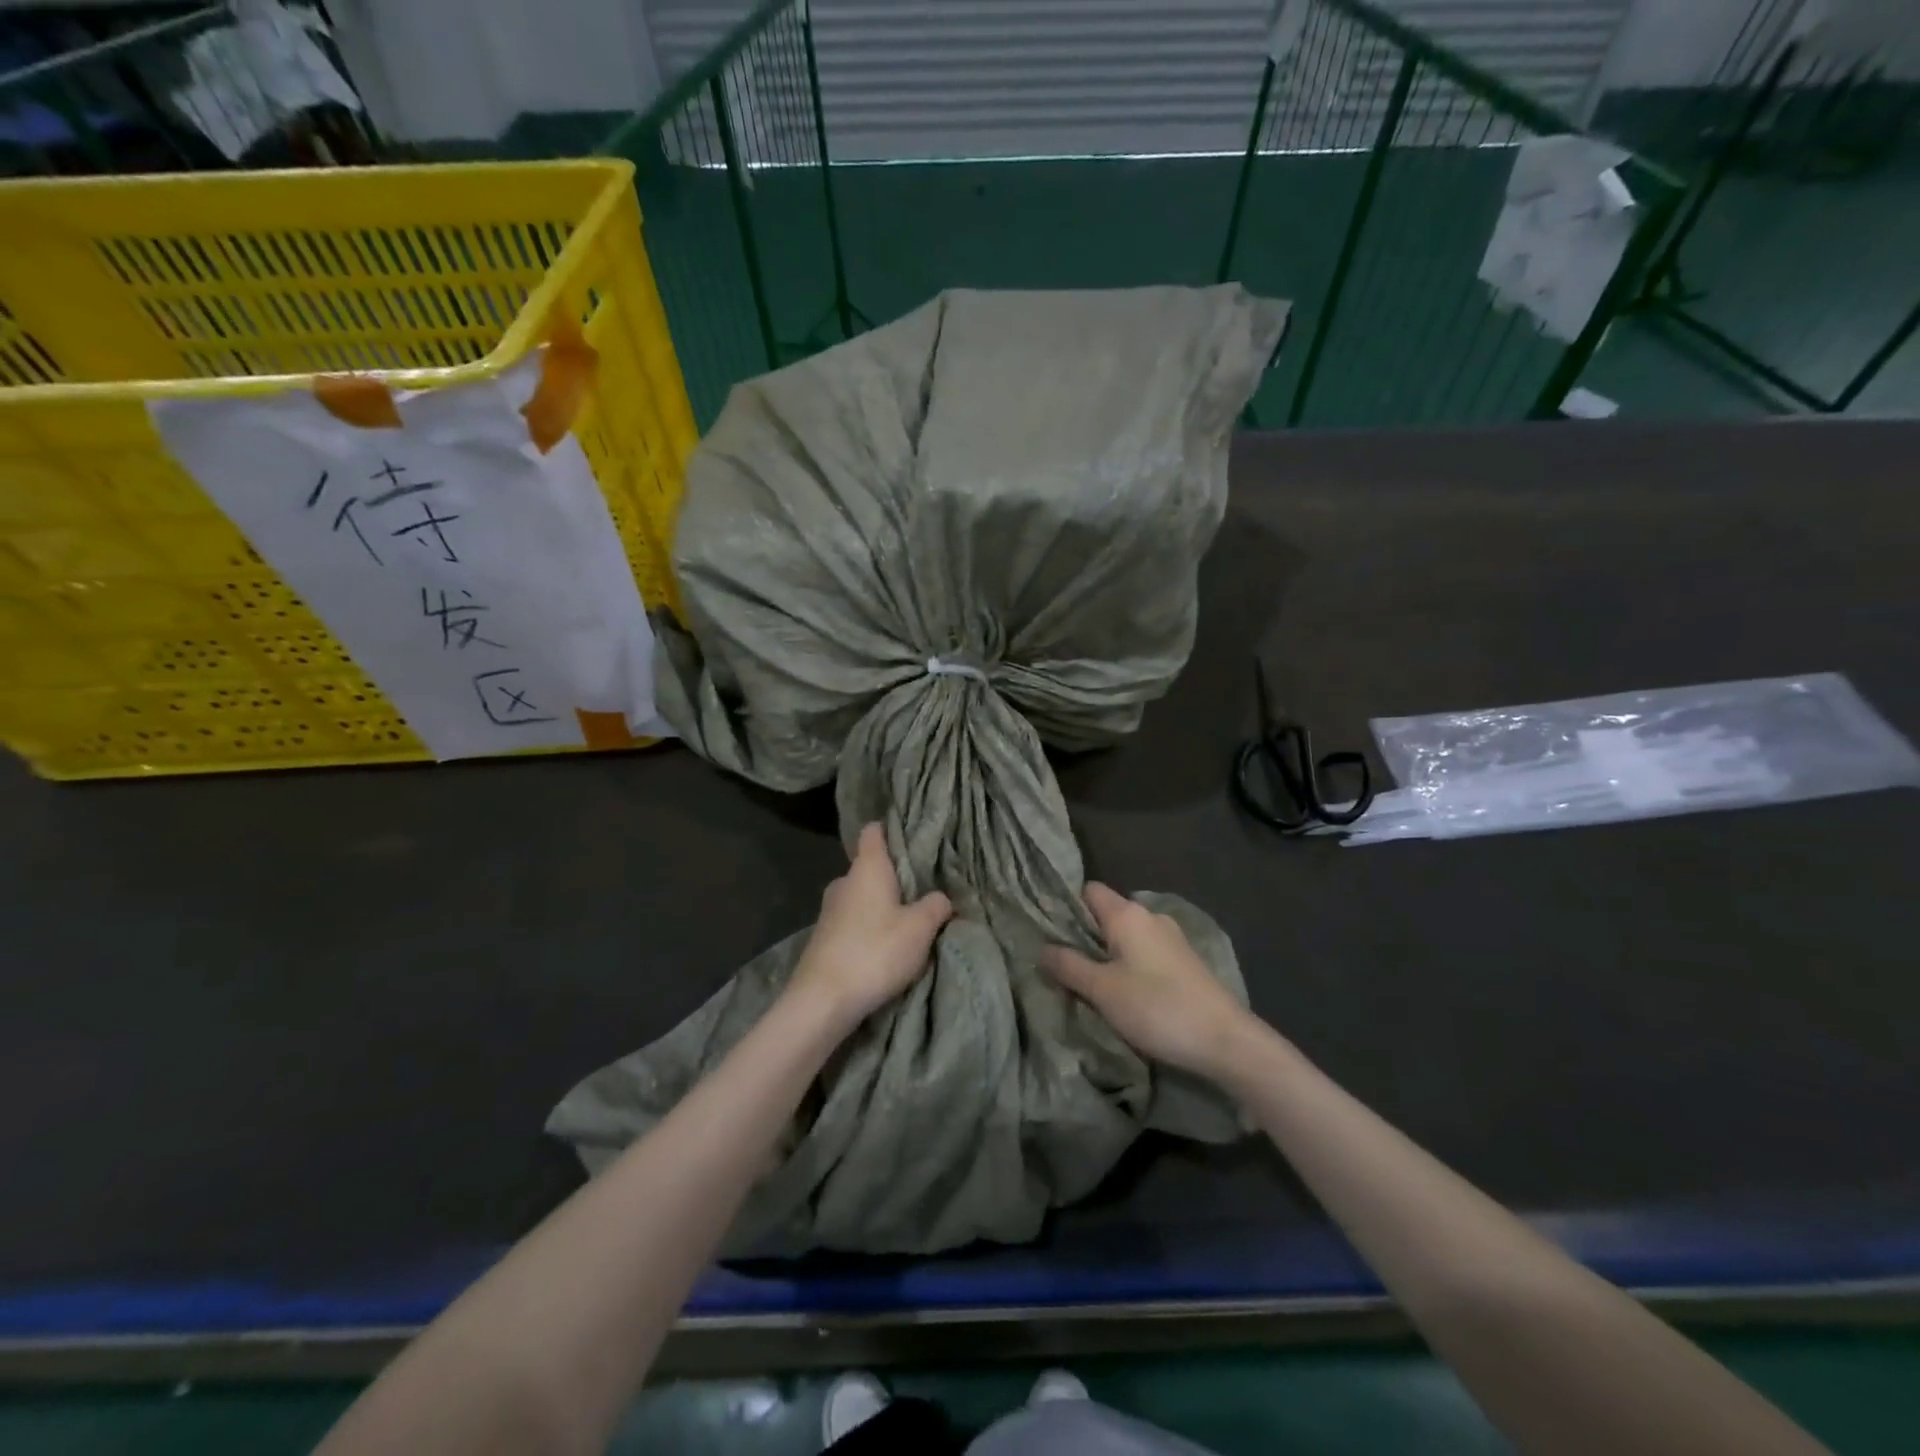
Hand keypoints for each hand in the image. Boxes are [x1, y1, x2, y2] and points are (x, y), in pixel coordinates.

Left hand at [789, 824, 952, 1030]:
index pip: (873, 832)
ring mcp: (829, 910)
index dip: (890, 829)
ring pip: (861, 897)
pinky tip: (884, 947)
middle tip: (921, 890)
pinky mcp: (823, 938)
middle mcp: (844, 882)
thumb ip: (936, 906)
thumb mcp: (920, 929)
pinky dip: (868, 928)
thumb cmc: (875, 951)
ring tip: (907, 922)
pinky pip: (852, 922)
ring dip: (881, 906)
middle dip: (892, 877)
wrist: (822, 1000)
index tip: (910, 836)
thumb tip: (941, 897)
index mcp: (867, 868)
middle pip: (870, 867)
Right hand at [1041, 883, 1255, 1082]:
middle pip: (1106, 914)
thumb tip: (1042, 948)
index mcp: (1127, 914)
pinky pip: (1144, 952)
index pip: (1088, 891)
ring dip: (1107, 954)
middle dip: (1084, 936)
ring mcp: (1171, 938)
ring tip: (1089, 983)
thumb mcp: (1102, 990)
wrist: (1226, 1040)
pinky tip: (1123, 992)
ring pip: (1126, 936)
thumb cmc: (1157, 1008)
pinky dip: (1129, 965)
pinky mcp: (1184, 962)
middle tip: (1062, 964)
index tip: (1049, 933)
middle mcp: (1150, 916)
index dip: (1067, 907)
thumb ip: (1069, 966)